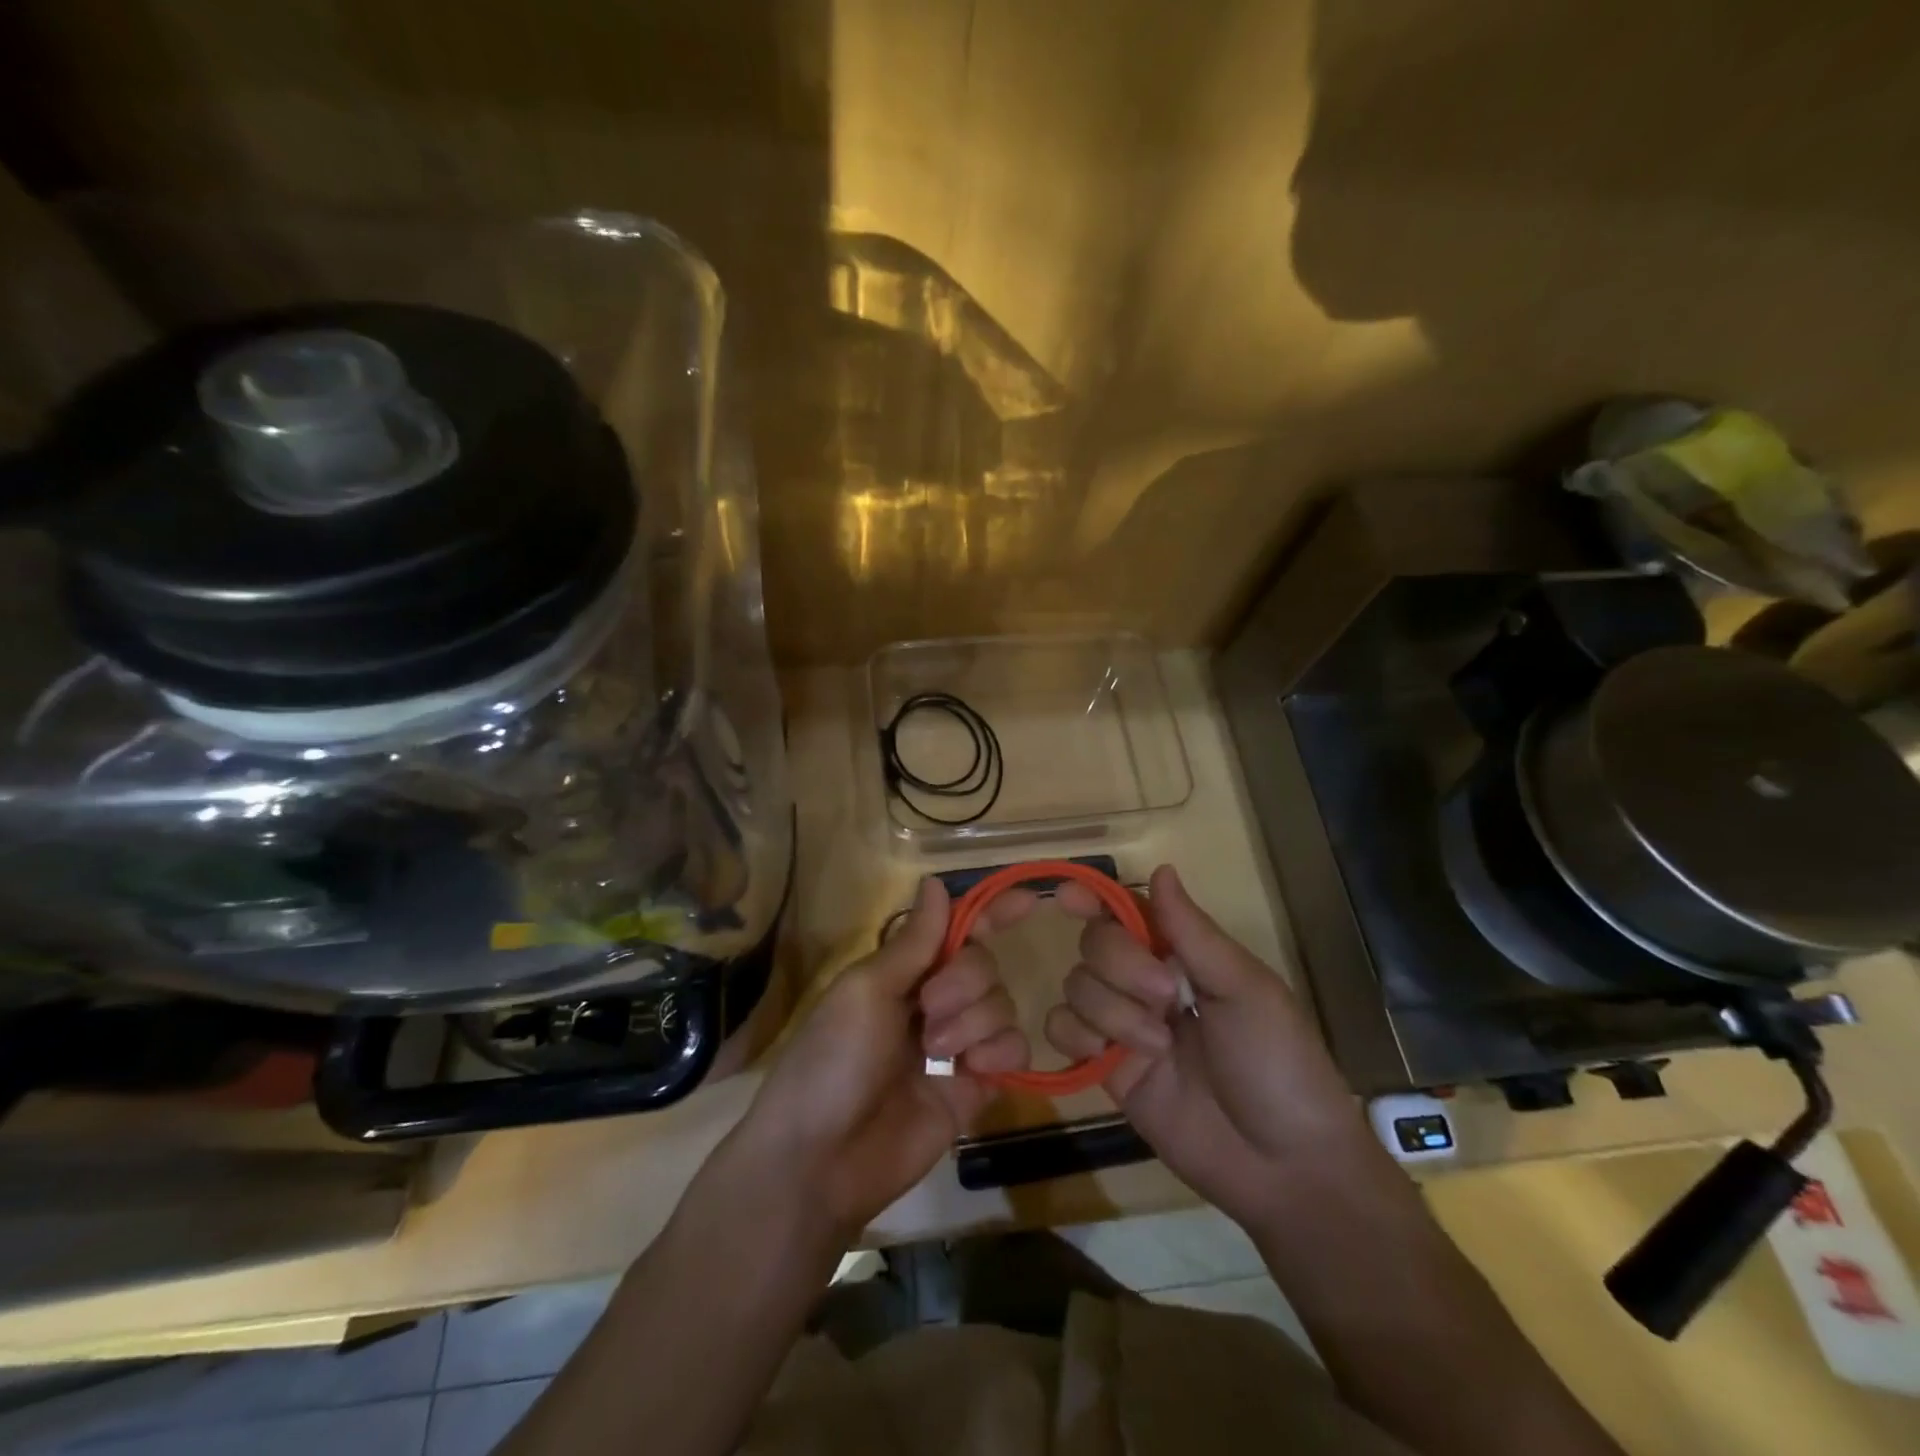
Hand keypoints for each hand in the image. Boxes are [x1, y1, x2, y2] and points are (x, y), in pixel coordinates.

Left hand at [730, 877, 1033, 1239]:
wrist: (822, 1161)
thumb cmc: (832, 1060)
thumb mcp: (866, 990)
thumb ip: (914, 941)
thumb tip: (933, 881)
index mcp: (901, 972)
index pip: (955, 931)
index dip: (990, 913)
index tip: (1029, 898)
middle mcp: (932, 1001)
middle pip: (983, 964)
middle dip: (964, 981)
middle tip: (928, 1010)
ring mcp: (956, 1045)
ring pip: (1001, 1004)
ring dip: (974, 1021)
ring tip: (937, 1052)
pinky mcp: (975, 1087)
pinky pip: (1012, 1050)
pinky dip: (1000, 1052)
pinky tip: (972, 1070)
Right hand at [1046, 865, 1379, 1228]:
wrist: (1283, 1166)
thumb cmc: (1279, 1063)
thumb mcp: (1245, 989)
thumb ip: (1193, 932)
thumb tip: (1161, 868)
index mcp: (1184, 956)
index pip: (1128, 912)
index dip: (1096, 898)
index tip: (1069, 897)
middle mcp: (1147, 983)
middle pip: (1096, 943)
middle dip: (1122, 966)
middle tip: (1168, 998)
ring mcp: (1123, 1025)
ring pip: (1076, 984)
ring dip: (1112, 1011)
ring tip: (1159, 1048)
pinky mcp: (1106, 1068)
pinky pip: (1062, 1030)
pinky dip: (1076, 1036)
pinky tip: (1109, 1057)